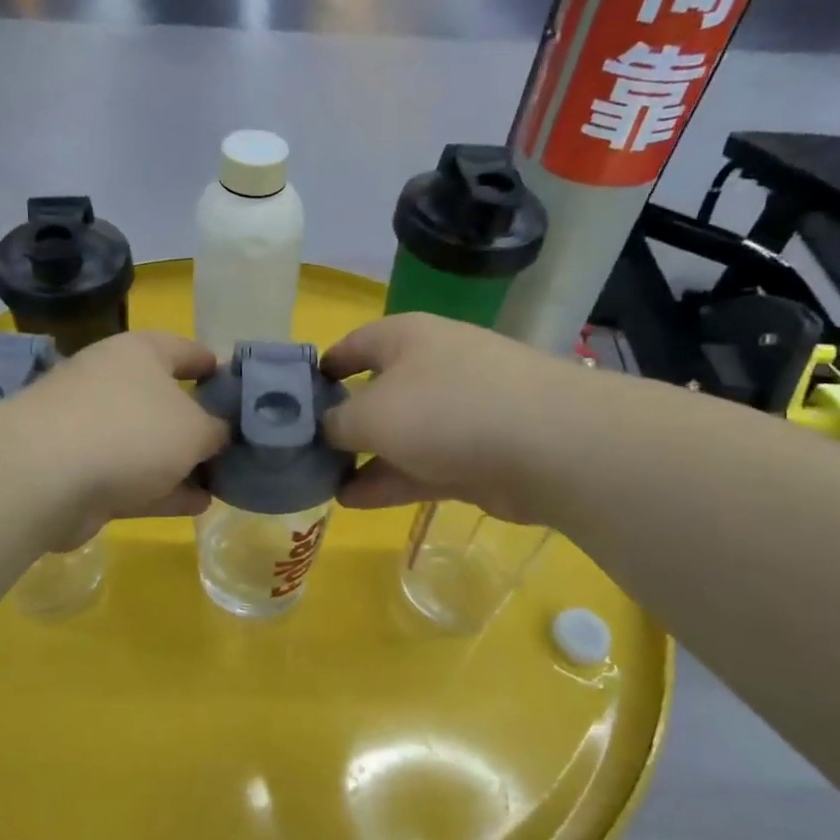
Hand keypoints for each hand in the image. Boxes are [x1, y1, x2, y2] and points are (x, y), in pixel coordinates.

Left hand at [0, 330, 228, 545]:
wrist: (44, 477)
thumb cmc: (131, 430)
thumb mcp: (195, 429)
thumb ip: (217, 430)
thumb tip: (218, 434)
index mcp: (140, 353)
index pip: (186, 350)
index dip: (216, 367)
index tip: (240, 390)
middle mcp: (112, 382)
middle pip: (165, 400)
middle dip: (199, 424)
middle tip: (235, 445)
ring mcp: (91, 428)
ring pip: (148, 444)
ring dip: (182, 463)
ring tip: (221, 481)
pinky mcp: (79, 472)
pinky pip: (132, 477)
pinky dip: (163, 489)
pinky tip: (197, 505)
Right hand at [321, 313, 583, 525]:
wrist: (548, 446)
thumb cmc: (445, 410)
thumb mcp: (370, 414)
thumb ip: (335, 423)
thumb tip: (323, 429)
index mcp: (405, 338)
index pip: (352, 346)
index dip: (321, 370)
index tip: (291, 399)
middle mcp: (432, 367)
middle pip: (375, 393)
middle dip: (341, 423)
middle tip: (304, 451)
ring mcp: (459, 412)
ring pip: (399, 435)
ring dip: (362, 458)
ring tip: (321, 483)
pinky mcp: (476, 454)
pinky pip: (421, 465)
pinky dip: (389, 480)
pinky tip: (353, 501)